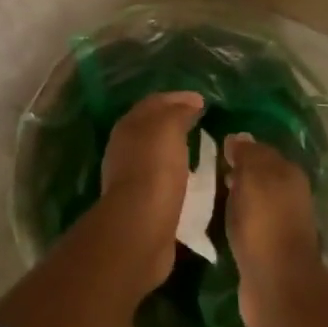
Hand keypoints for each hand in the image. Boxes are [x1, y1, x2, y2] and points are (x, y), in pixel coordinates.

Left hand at [99, 90, 205, 294]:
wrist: (140, 228)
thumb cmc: (155, 169)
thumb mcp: (169, 127)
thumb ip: (179, 111)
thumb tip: (190, 103)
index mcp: (129, 124)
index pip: (155, 102)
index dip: (179, 98)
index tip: (203, 101)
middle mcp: (125, 147)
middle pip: (153, 127)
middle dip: (175, 121)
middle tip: (201, 122)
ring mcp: (130, 177)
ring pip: (156, 153)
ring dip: (175, 149)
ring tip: (200, 149)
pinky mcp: (140, 204)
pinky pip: (161, 179)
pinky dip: (176, 174)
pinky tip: (191, 179)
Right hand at [224, 133, 321, 326]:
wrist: (276, 285)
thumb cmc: (264, 222)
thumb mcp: (253, 176)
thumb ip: (246, 154)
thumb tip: (238, 137)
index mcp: (289, 173)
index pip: (261, 149)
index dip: (239, 147)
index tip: (214, 147)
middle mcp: (288, 195)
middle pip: (258, 175)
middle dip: (236, 171)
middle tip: (206, 170)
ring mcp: (279, 224)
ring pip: (253, 200)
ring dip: (234, 196)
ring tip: (207, 193)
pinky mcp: (267, 250)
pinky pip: (247, 224)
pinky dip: (235, 219)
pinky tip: (217, 220)